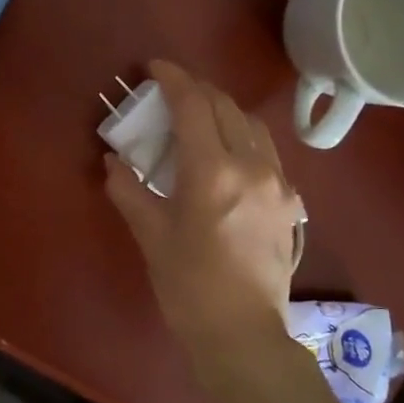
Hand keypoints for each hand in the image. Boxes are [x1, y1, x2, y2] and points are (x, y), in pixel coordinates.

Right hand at [104, 61, 304, 379]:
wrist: (243, 334)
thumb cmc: (189, 287)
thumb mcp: (151, 236)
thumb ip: (130, 190)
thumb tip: (112, 162)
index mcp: (213, 172)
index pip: (194, 105)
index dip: (173, 79)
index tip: (154, 67)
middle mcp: (252, 166)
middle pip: (226, 106)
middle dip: (197, 90)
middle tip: (170, 93)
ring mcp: (278, 183)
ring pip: (253, 125)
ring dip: (224, 110)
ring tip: (199, 119)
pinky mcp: (291, 202)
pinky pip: (268, 153)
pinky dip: (244, 139)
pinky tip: (229, 157)